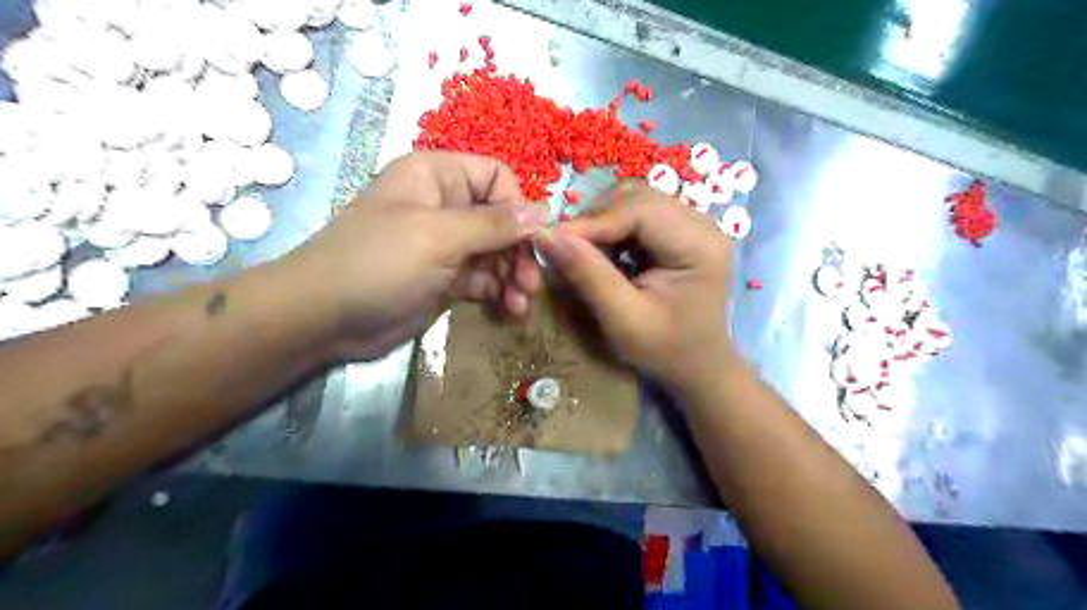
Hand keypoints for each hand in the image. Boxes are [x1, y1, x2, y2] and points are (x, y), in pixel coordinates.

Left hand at [284, 152, 547, 361]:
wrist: (324, 319)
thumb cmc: (378, 263)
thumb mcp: (438, 236)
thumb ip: (493, 224)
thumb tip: (543, 211)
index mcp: (437, 177)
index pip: (497, 178)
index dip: (518, 207)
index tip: (534, 241)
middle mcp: (445, 206)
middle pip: (502, 220)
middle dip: (519, 250)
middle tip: (531, 282)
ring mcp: (446, 245)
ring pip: (496, 253)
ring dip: (513, 275)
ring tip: (521, 301)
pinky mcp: (445, 279)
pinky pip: (484, 279)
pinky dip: (499, 292)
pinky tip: (509, 309)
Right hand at [536, 182, 733, 390]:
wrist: (698, 367)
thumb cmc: (665, 351)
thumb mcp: (623, 320)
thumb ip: (588, 276)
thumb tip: (545, 235)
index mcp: (699, 244)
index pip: (639, 209)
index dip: (591, 222)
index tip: (550, 241)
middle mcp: (701, 224)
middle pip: (636, 197)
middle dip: (595, 220)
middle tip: (566, 250)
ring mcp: (691, 225)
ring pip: (632, 201)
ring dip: (601, 223)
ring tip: (585, 254)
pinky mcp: (678, 232)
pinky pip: (635, 215)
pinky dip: (611, 231)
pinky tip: (604, 257)